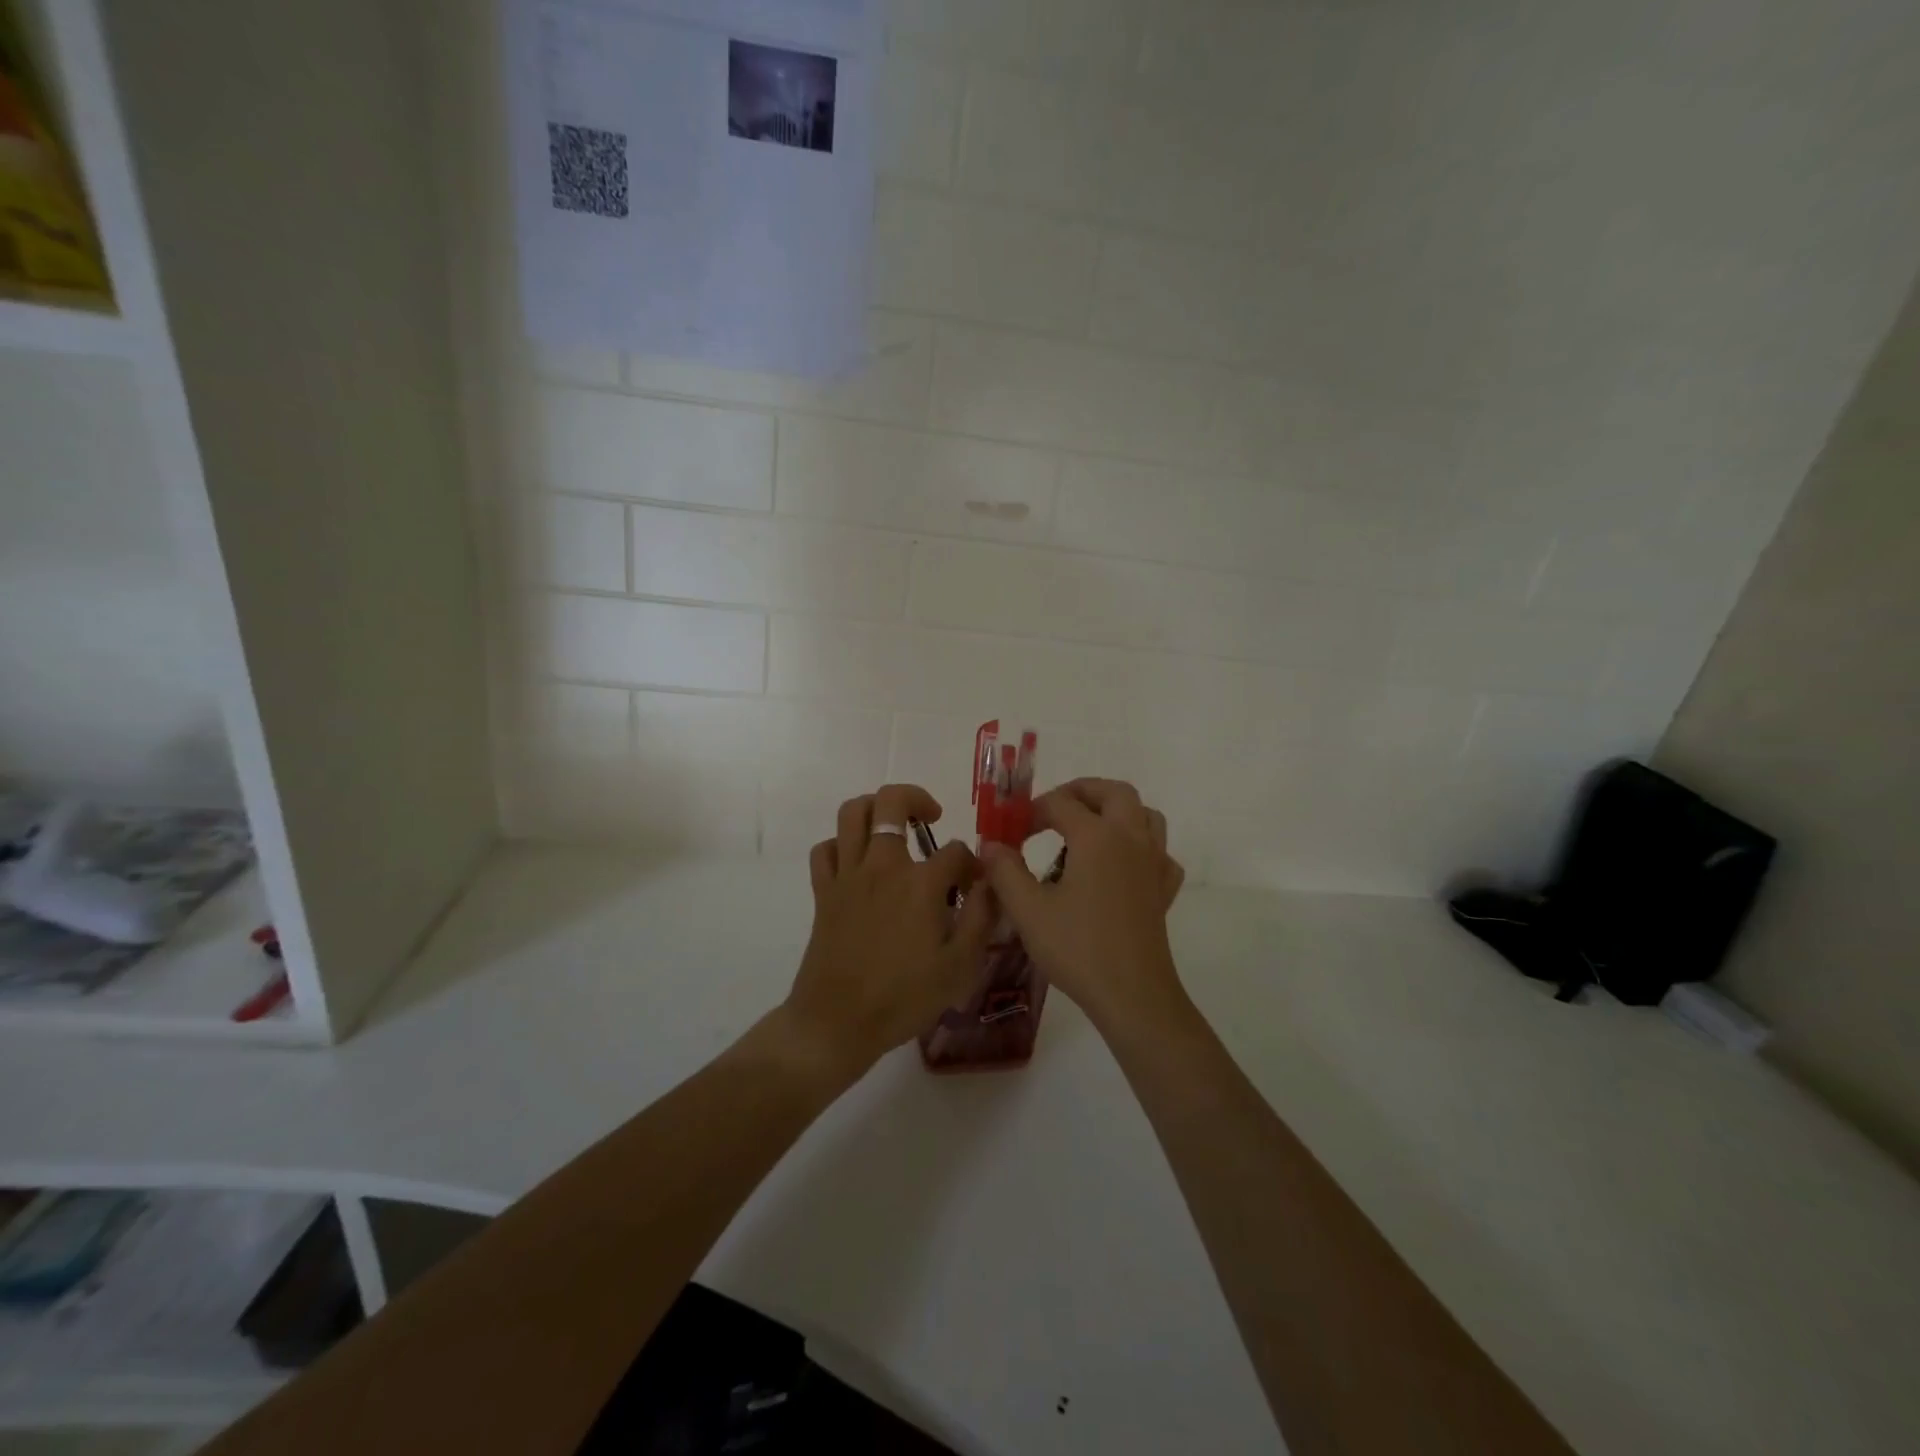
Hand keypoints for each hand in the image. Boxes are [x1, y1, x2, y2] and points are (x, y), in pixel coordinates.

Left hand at [782, 784, 996, 1083]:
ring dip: (874, 807)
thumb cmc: (904, 998)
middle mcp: (882, 866)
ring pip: (852, 813)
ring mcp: (848, 875)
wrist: (837, 1022)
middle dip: (916, 799)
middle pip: (892, 802)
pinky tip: (857, 861)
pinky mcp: (823, 891)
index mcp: (920, 884)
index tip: (974, 885)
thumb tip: (989, 883)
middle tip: (931, 817)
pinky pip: (825, 849)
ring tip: (893, 825)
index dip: (971, 864)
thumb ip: (981, 917)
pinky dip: (841, 845)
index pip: (955, 851)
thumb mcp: (960, 966)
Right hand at [980, 778, 1186, 1036]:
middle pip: (1113, 792)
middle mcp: (1130, 838)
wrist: (1132, 994)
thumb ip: (1005, 870)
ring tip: (1089, 829)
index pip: (1060, 802)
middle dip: (1082, 792)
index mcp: (1096, 836)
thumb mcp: (1028, 910)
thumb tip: (990, 845)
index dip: (1031, 812)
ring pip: (1145, 814)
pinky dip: (1141, 846)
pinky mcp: (1164, 889)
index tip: (1012, 833)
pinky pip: (1159, 851)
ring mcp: (1153, 862)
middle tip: (1054, 809)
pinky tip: (1122, 866)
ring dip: (1117, 811)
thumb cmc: (1077, 948)